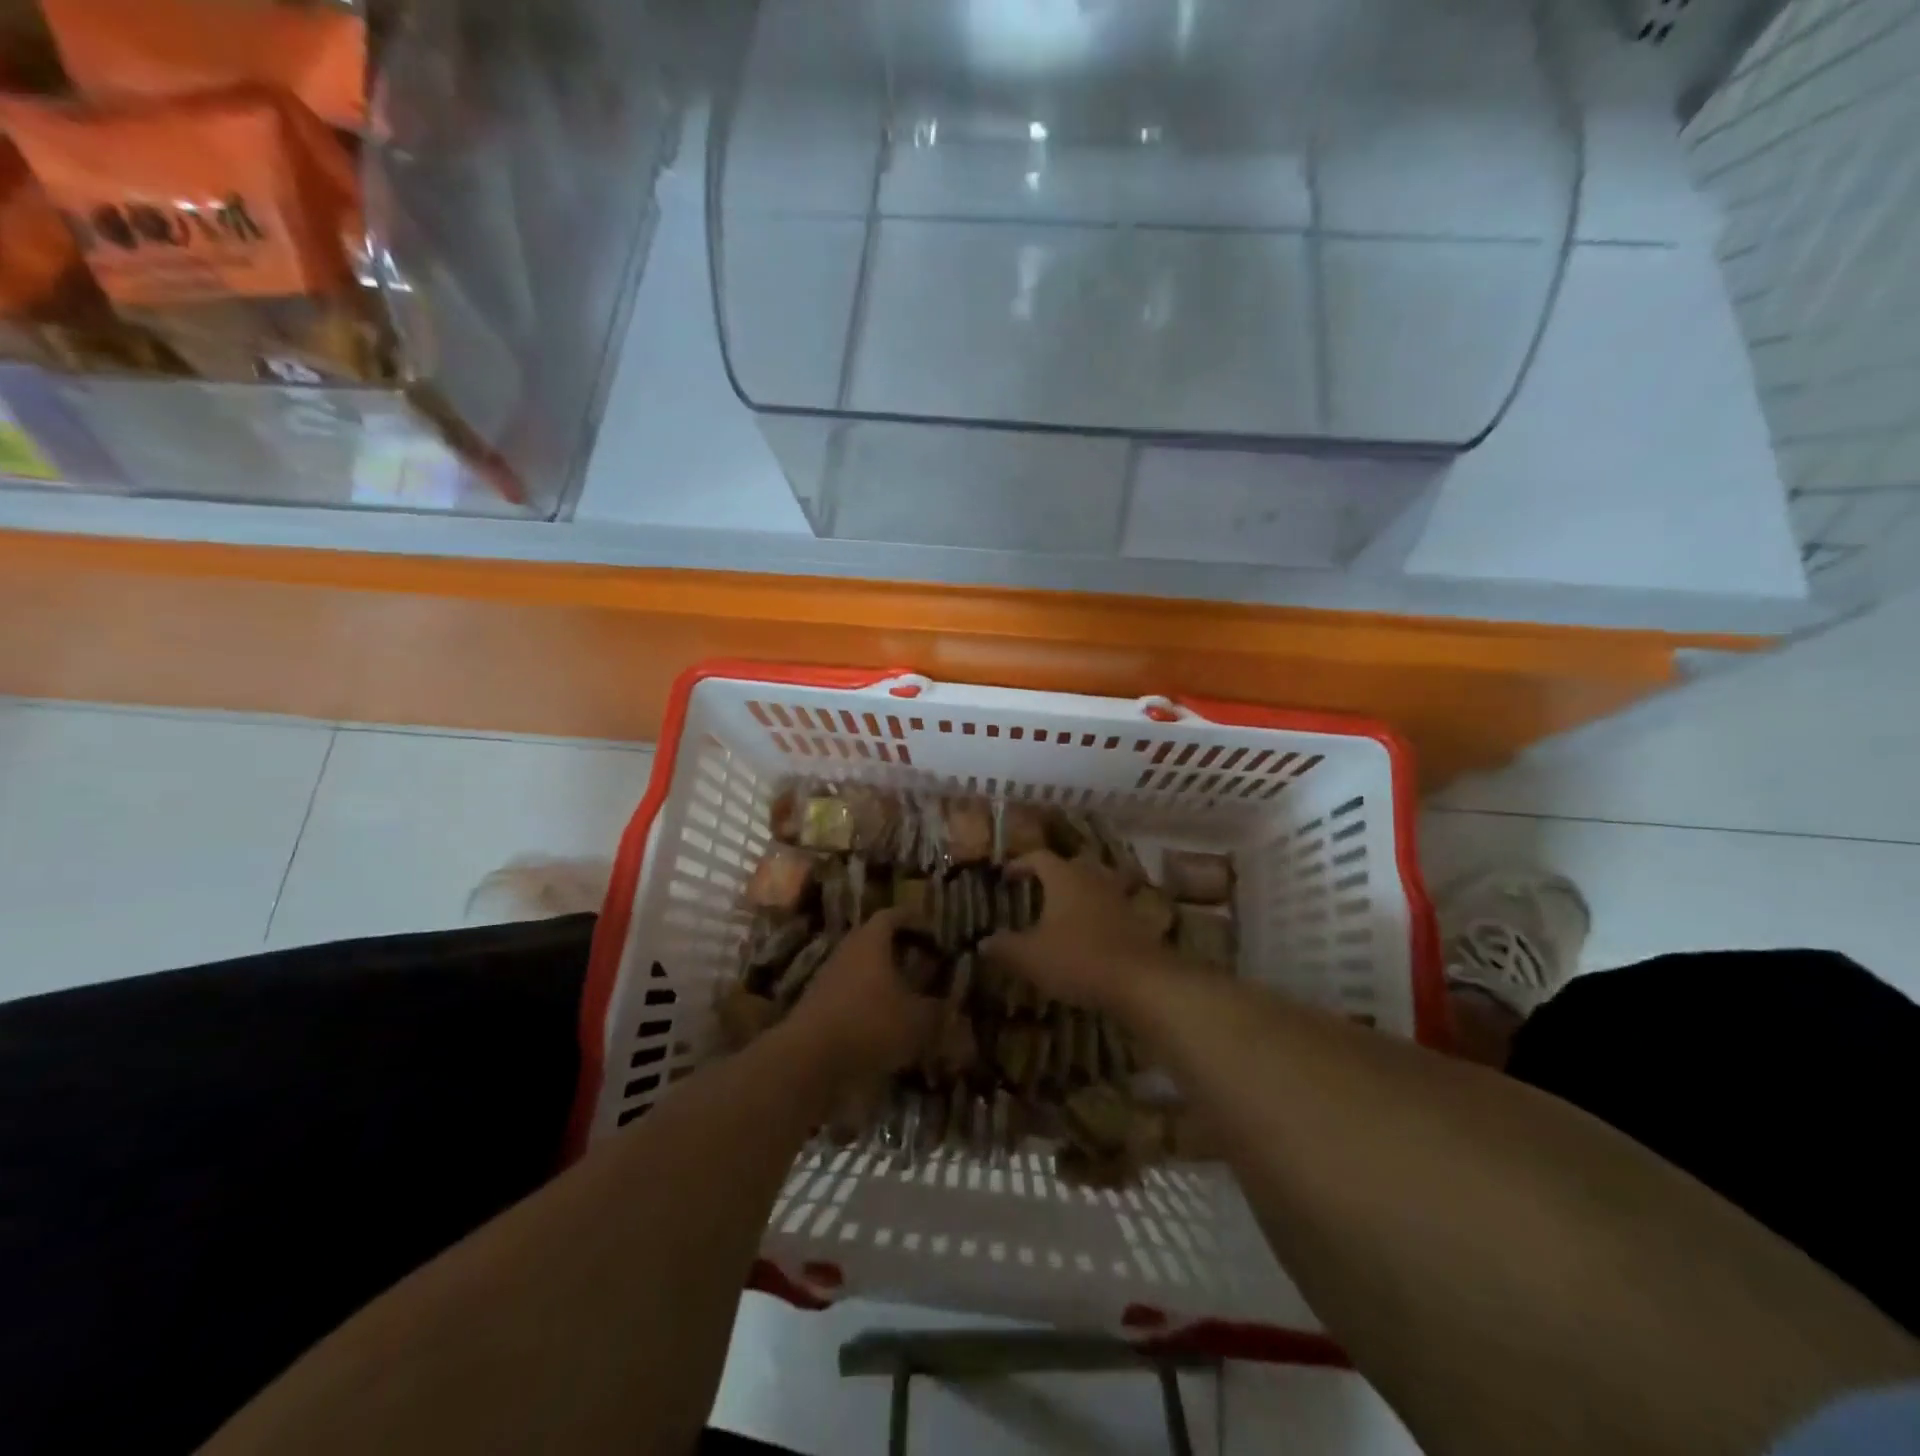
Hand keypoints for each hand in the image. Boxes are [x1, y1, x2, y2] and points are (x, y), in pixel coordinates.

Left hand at [780, 911, 940, 1084]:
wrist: (808, 1059)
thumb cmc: (869, 1024)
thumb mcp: (917, 1020)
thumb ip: (938, 1010)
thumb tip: (950, 1005)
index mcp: (871, 941)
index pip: (892, 915)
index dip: (913, 919)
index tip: (931, 929)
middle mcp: (847, 951)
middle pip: (873, 941)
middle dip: (899, 950)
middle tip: (922, 961)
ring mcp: (827, 978)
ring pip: (860, 968)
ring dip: (882, 978)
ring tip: (906, 995)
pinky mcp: (817, 1006)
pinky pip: (849, 994)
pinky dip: (867, 1002)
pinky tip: (883, 1023)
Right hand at [982, 852, 1172, 1010]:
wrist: (1140, 981)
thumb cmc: (1077, 958)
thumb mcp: (1030, 957)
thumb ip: (1004, 946)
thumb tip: (984, 942)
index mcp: (1064, 877)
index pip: (1039, 857)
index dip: (1020, 864)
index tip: (1006, 876)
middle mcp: (1092, 879)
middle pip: (1070, 867)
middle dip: (1051, 876)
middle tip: (1035, 890)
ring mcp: (1118, 898)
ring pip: (1093, 886)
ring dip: (1077, 895)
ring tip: (1061, 913)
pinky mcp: (1136, 921)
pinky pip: (1109, 909)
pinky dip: (1096, 916)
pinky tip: (1088, 936)